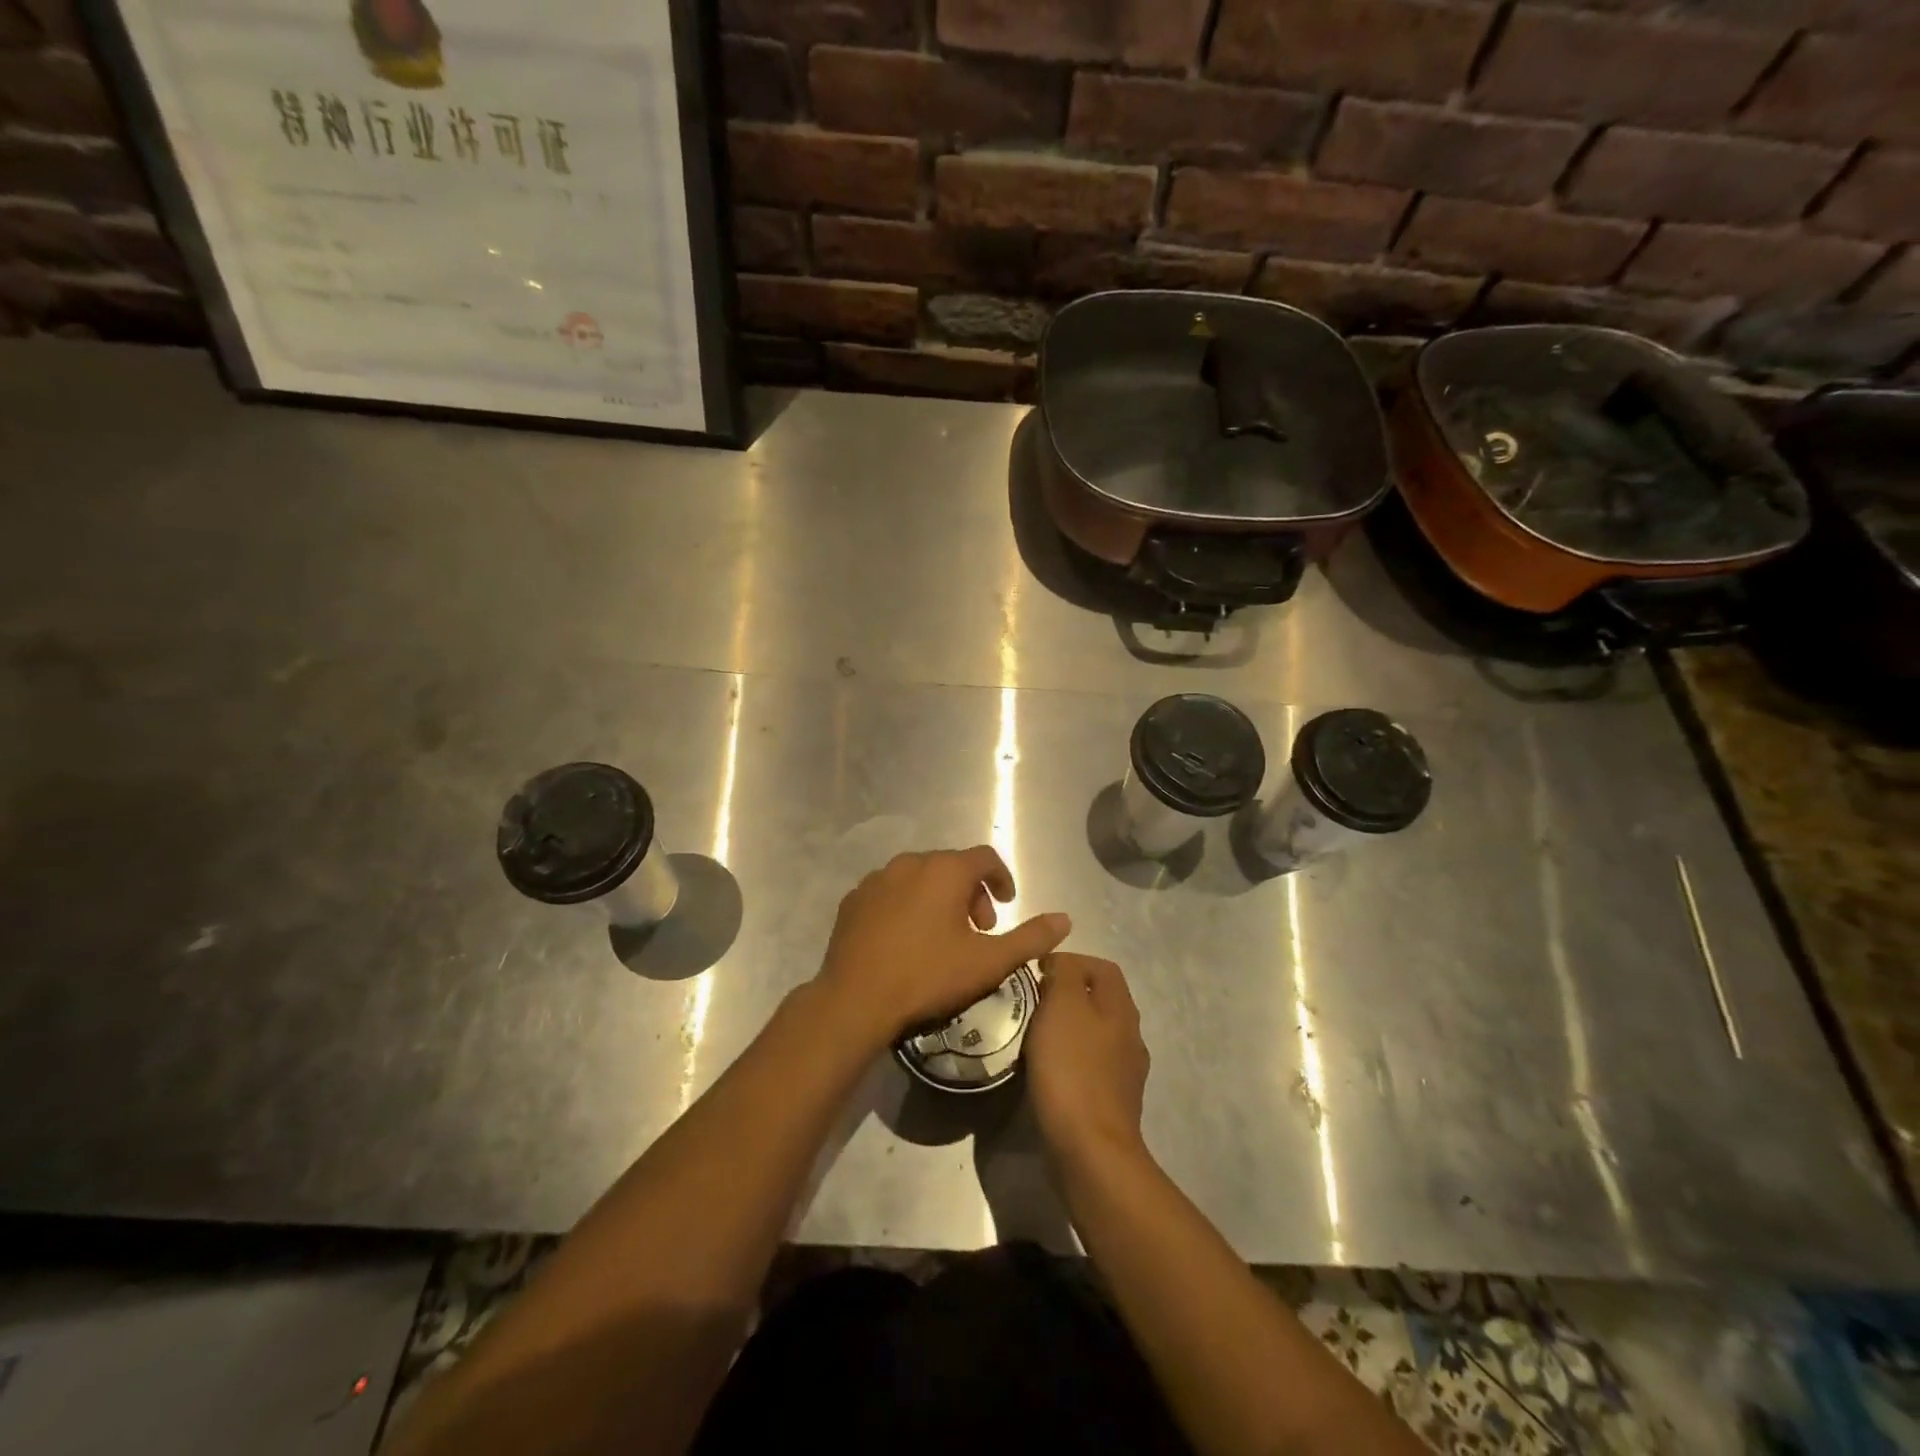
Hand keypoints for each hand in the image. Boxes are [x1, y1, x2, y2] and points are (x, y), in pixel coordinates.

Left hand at [814, 847, 1070, 1049]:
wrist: (855, 1000)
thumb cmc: (928, 976)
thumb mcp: (988, 963)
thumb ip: (1031, 938)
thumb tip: (1065, 919)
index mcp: (945, 870)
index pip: (985, 857)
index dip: (1002, 878)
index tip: (1007, 905)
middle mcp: (910, 863)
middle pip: (952, 867)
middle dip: (972, 893)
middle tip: (979, 930)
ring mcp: (877, 879)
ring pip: (919, 878)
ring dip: (938, 898)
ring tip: (943, 936)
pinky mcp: (853, 900)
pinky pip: (890, 892)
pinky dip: (906, 906)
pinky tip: (905, 940)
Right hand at [1026, 953, 1150, 1167]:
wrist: (1089, 1150)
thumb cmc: (1072, 1068)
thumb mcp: (1063, 1005)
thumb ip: (1066, 974)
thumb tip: (1063, 965)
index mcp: (1121, 1008)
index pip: (1103, 967)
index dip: (1071, 961)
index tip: (1037, 971)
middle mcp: (1130, 1036)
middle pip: (1100, 1000)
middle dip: (1067, 995)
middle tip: (1032, 1001)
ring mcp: (1124, 1073)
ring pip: (1095, 1034)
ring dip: (1067, 1028)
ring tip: (1034, 1034)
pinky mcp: (1112, 1103)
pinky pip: (1089, 1066)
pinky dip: (1068, 1059)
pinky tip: (1046, 1070)